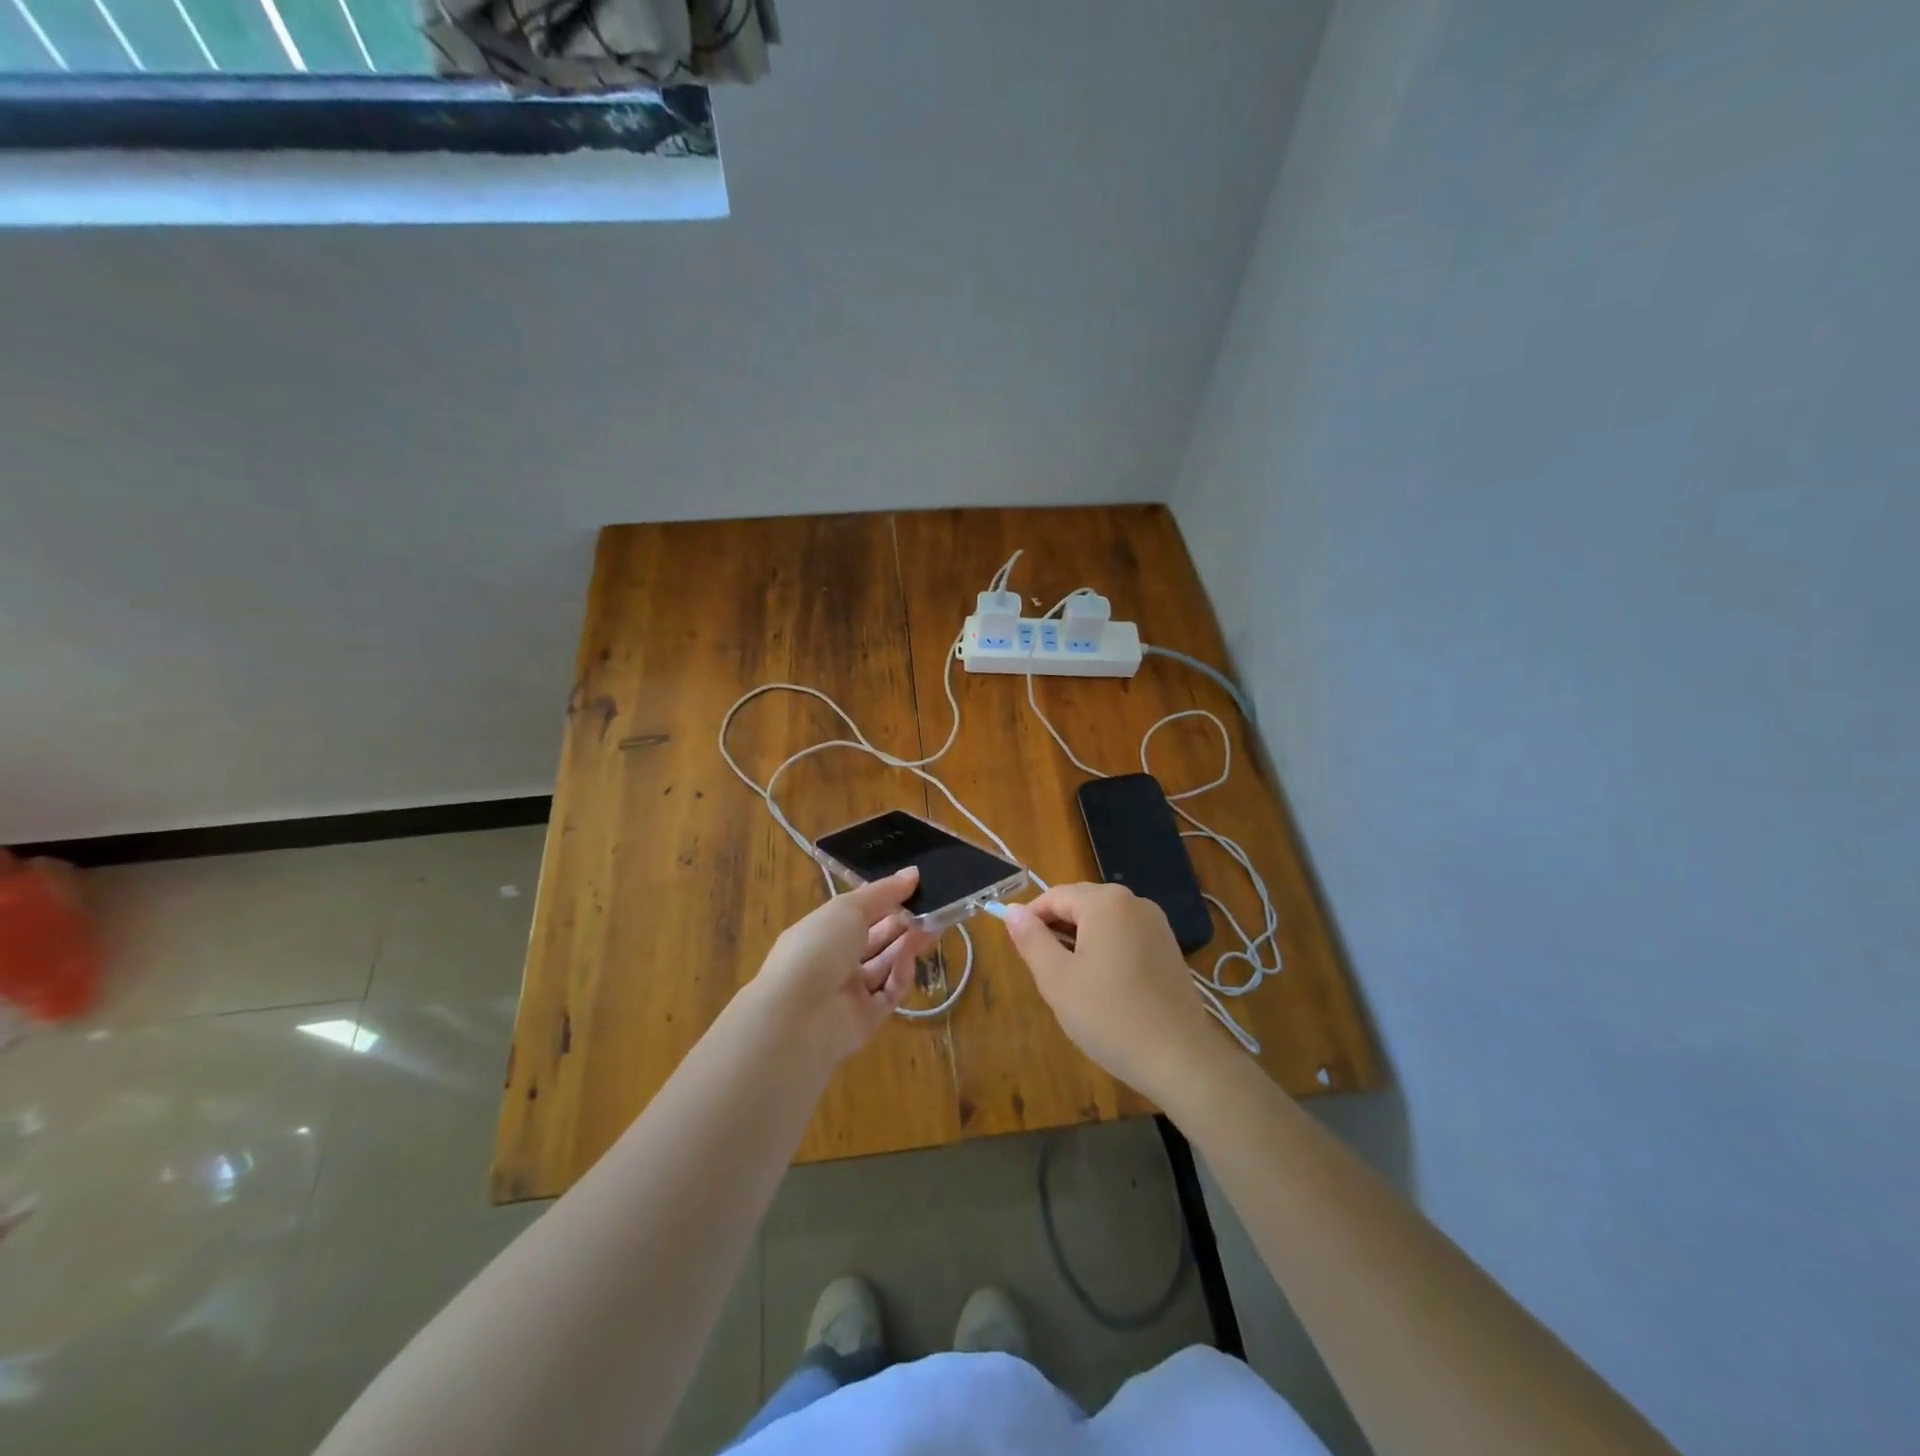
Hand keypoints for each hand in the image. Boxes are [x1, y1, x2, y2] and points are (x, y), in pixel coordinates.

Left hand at [749, 867, 936, 1066]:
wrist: (797, 1016)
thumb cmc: (817, 948)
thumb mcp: (848, 908)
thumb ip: (883, 892)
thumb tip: (913, 873)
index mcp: (823, 931)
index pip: (859, 913)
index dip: (886, 901)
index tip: (916, 888)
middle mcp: (834, 960)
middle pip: (876, 939)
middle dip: (903, 924)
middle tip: (933, 910)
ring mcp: (848, 992)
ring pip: (886, 965)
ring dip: (908, 946)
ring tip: (933, 928)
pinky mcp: (865, 1019)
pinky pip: (889, 993)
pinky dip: (900, 977)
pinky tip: (908, 962)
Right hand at [1000, 882, 1223, 1104]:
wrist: (1180, 1059)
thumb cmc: (1110, 1017)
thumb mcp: (1057, 979)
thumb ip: (1031, 939)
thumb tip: (1012, 910)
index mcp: (1106, 903)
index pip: (1054, 897)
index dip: (1031, 919)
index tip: (1020, 951)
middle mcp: (1134, 902)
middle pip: (1081, 904)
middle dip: (1057, 929)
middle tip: (1044, 970)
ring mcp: (1156, 924)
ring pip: (1103, 921)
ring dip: (1080, 940)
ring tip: (1072, 981)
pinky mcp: (1168, 947)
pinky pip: (1125, 935)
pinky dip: (1106, 949)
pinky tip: (1103, 986)